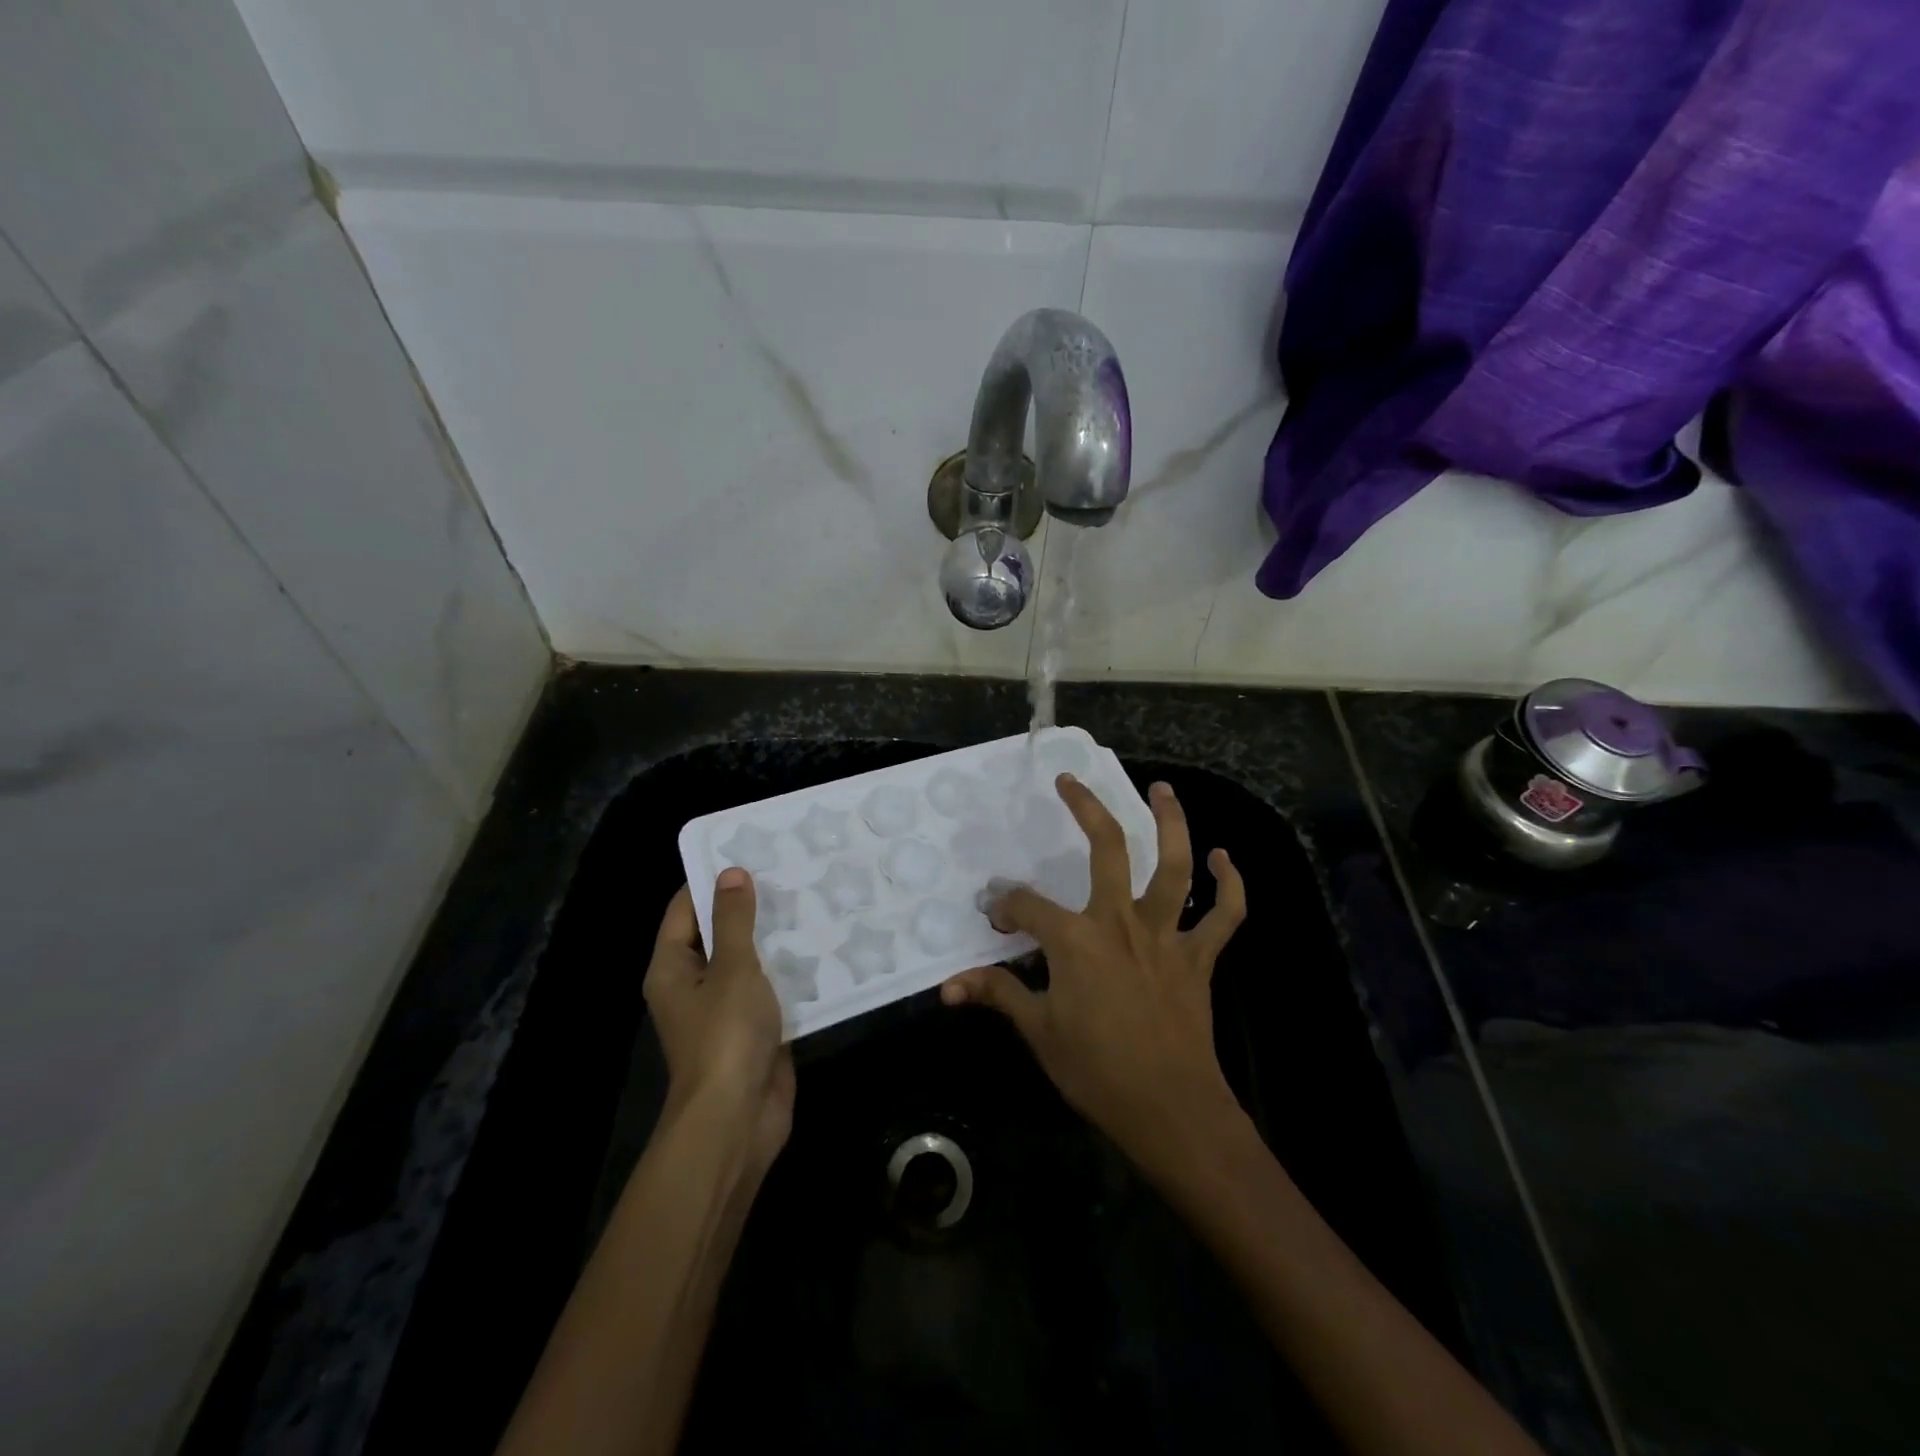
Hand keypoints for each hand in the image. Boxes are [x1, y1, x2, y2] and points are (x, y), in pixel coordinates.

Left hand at [645, 870, 793, 1173]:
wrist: (738, 1118)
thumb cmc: (725, 1035)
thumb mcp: (731, 968)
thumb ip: (733, 920)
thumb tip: (731, 873)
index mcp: (672, 967)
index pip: (685, 909)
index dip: (711, 880)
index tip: (748, 852)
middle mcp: (693, 984)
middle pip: (718, 933)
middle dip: (750, 906)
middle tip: (789, 870)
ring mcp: (724, 1009)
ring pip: (749, 960)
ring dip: (774, 937)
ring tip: (811, 899)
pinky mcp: (754, 1029)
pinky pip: (771, 988)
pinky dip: (790, 970)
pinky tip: (821, 945)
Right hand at [941, 776, 1247, 1167]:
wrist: (1170, 1111)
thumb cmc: (1097, 1071)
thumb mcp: (1039, 1031)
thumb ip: (998, 994)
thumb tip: (947, 986)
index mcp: (1076, 939)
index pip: (1028, 906)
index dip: (1006, 906)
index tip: (995, 915)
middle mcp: (1122, 921)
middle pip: (1107, 849)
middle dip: (1086, 809)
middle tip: (1070, 782)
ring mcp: (1166, 935)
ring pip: (1175, 866)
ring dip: (1172, 823)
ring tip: (1162, 789)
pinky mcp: (1199, 957)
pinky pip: (1224, 916)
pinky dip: (1230, 886)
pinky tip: (1225, 858)